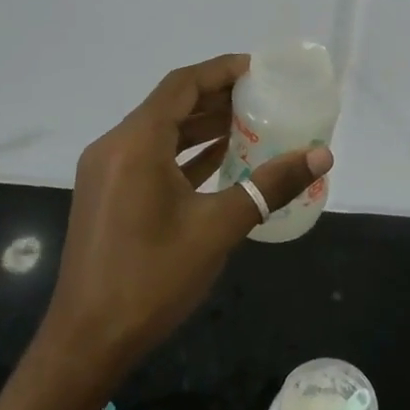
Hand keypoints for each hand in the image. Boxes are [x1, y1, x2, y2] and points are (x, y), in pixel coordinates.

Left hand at [38, 54, 331, 378]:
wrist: (88, 341)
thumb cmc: (152, 278)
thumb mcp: (218, 228)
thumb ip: (269, 186)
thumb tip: (321, 156)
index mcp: (135, 144)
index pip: (181, 85)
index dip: (221, 70)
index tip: (259, 69)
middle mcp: (115, 147)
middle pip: (170, 104)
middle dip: (216, 96)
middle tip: (263, 96)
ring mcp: (107, 172)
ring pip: (160, 132)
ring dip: (202, 124)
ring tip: (250, 121)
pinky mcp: (108, 195)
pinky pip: (151, 157)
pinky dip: (185, 152)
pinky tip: (221, 158)